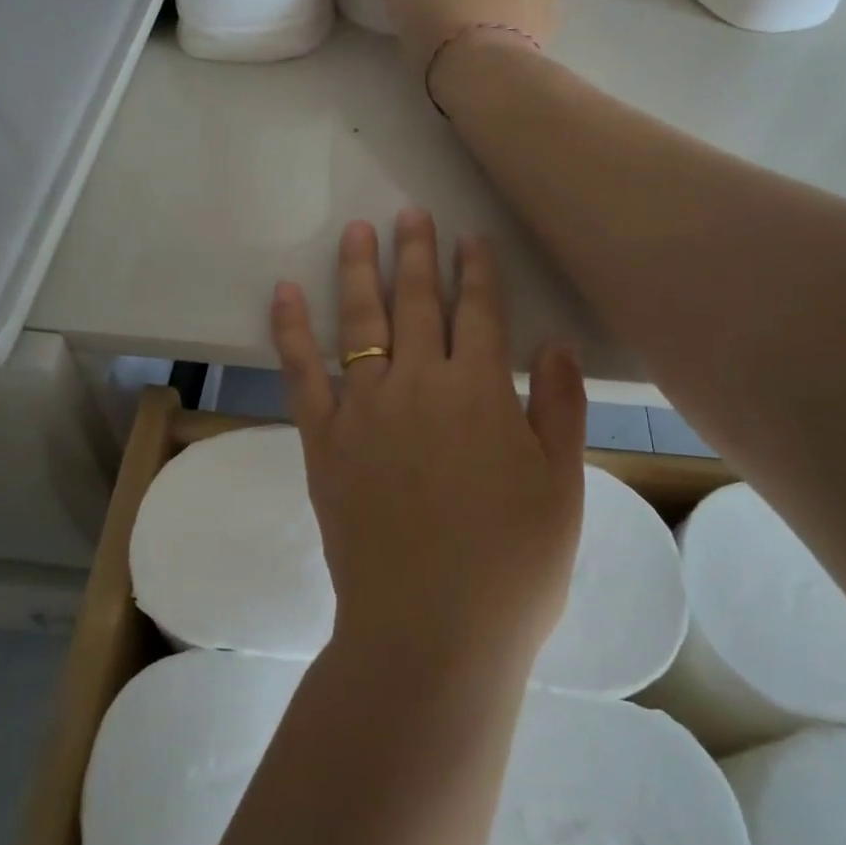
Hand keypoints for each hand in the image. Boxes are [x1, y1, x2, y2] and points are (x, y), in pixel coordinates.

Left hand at [270, 210, 587, 673]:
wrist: (431, 631)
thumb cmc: (511, 566)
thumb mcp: (561, 487)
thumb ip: (559, 408)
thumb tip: (554, 343)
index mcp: (479, 392)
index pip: (479, 312)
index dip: (476, 270)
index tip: (469, 237)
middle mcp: (418, 384)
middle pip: (416, 302)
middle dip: (416, 253)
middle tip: (411, 213)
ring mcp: (363, 409)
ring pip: (360, 322)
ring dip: (359, 271)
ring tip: (357, 231)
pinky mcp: (323, 440)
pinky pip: (302, 373)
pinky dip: (291, 330)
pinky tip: (284, 293)